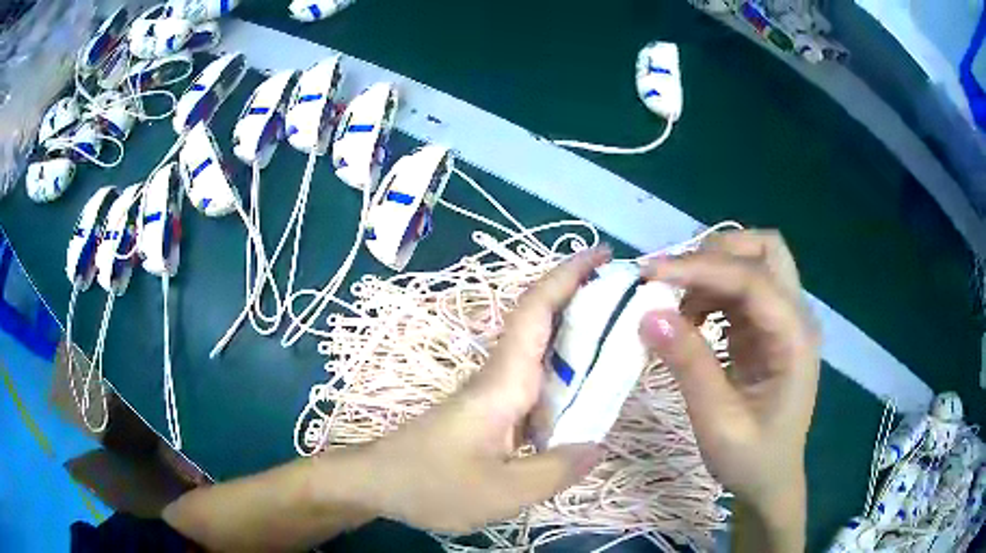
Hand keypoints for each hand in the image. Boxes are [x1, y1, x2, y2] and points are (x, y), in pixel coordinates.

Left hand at [355, 247, 610, 533]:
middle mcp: (501, 377)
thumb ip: (556, 470)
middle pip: (544, 323)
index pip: (537, 311)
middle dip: (585, 300)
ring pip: (543, 354)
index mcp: (504, 382)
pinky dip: (567, 377)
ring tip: (625, 338)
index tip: (603, 254)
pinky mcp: (491, 413)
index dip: (569, 275)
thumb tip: (599, 446)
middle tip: (632, 298)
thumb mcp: (502, 491)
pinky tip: (589, 396)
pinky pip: (537, 385)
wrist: (377, 484)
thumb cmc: (432, 484)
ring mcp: (494, 394)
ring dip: (580, 337)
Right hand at [638, 230, 818, 550]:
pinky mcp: (768, 329)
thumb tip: (648, 313)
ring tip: (674, 302)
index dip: (700, 268)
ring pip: (752, 263)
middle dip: (716, 252)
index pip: (752, 279)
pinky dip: (711, 291)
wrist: (771, 480)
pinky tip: (690, 318)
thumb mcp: (717, 422)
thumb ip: (689, 365)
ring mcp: (783, 320)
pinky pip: (741, 289)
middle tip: (672, 279)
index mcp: (794, 339)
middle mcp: (796, 317)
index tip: (649, 275)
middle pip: (764, 250)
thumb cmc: (751, 459)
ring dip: (711, 270)